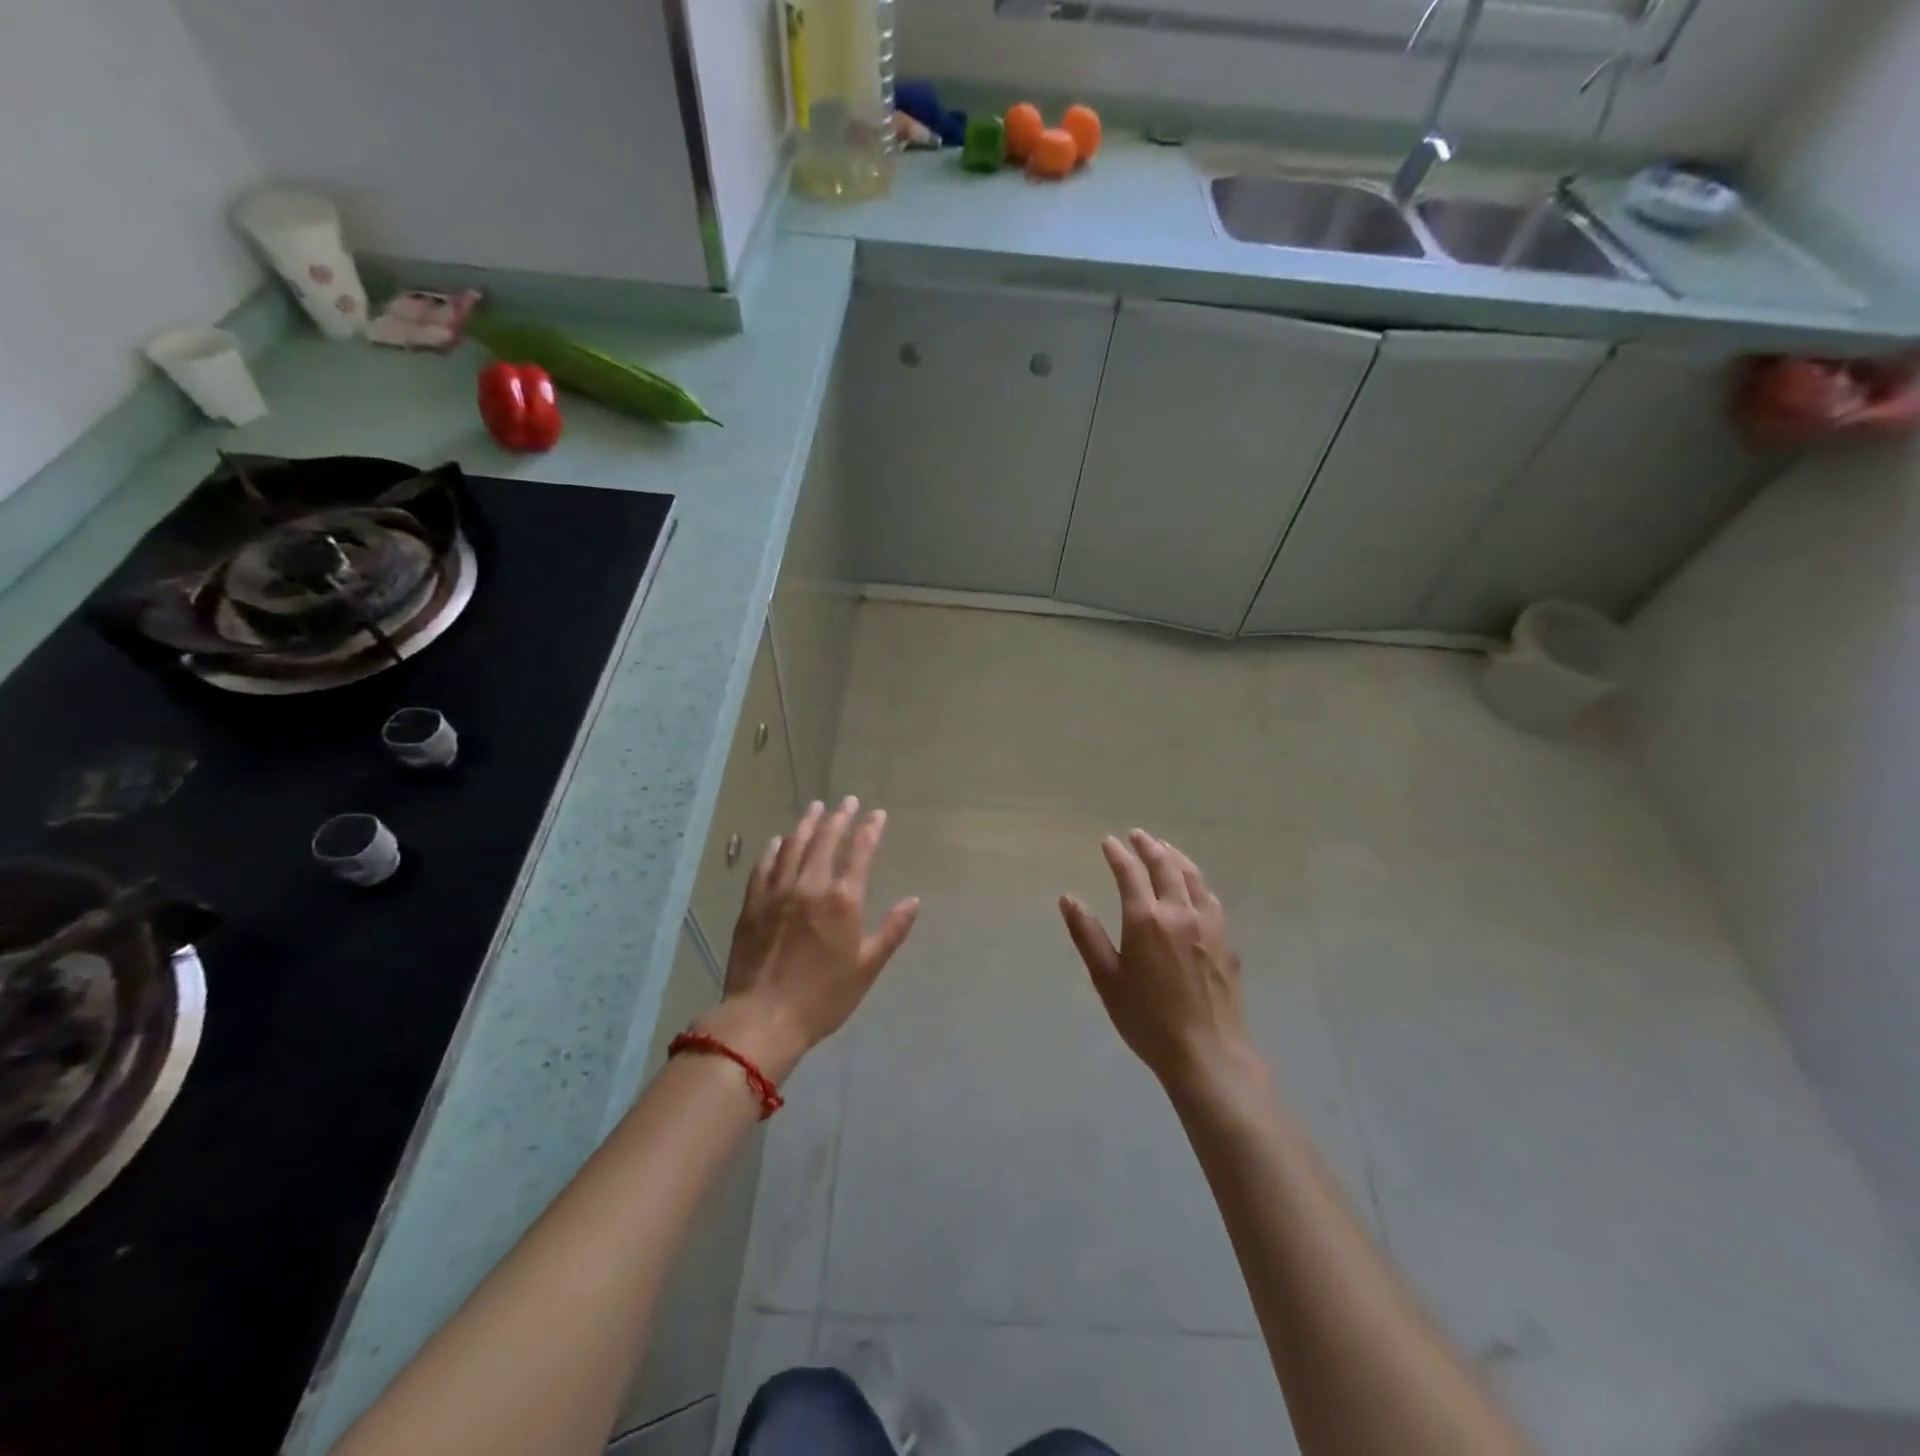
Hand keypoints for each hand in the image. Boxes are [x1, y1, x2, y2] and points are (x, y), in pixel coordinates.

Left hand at [704, 798, 919, 1082]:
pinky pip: (764, 866)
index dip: (870, 830)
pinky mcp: (752, 904)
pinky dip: (774, 849)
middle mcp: (810, 886)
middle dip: (839, 817)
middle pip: (825, 840)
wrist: (764, 1018)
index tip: (877, 814)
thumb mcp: (867, 967)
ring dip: (806, 824)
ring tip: (815, 807)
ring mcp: (777, 892)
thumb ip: (892, 930)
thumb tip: (914, 901)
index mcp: (843, 900)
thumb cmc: (824, 997)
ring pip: (793, 846)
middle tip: (847, 801)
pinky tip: (778, 841)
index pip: (859, 852)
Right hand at [1059, 829, 1254, 1092]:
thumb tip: (1068, 897)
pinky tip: (1194, 885)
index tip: (1109, 842)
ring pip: (1192, 876)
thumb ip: (1087, 934)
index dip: (1118, 854)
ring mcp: (1208, 924)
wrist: (1207, 1053)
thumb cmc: (1147, 1019)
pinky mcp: (1226, 940)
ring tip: (1165, 848)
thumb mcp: (1106, 979)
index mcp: (1146, 919)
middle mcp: (1179, 912)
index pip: (1130, 873)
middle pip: (1165, 866)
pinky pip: (1210, 897)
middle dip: (1149, 846)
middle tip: (1137, 835)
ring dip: (1176, 857)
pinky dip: (1197, 880)